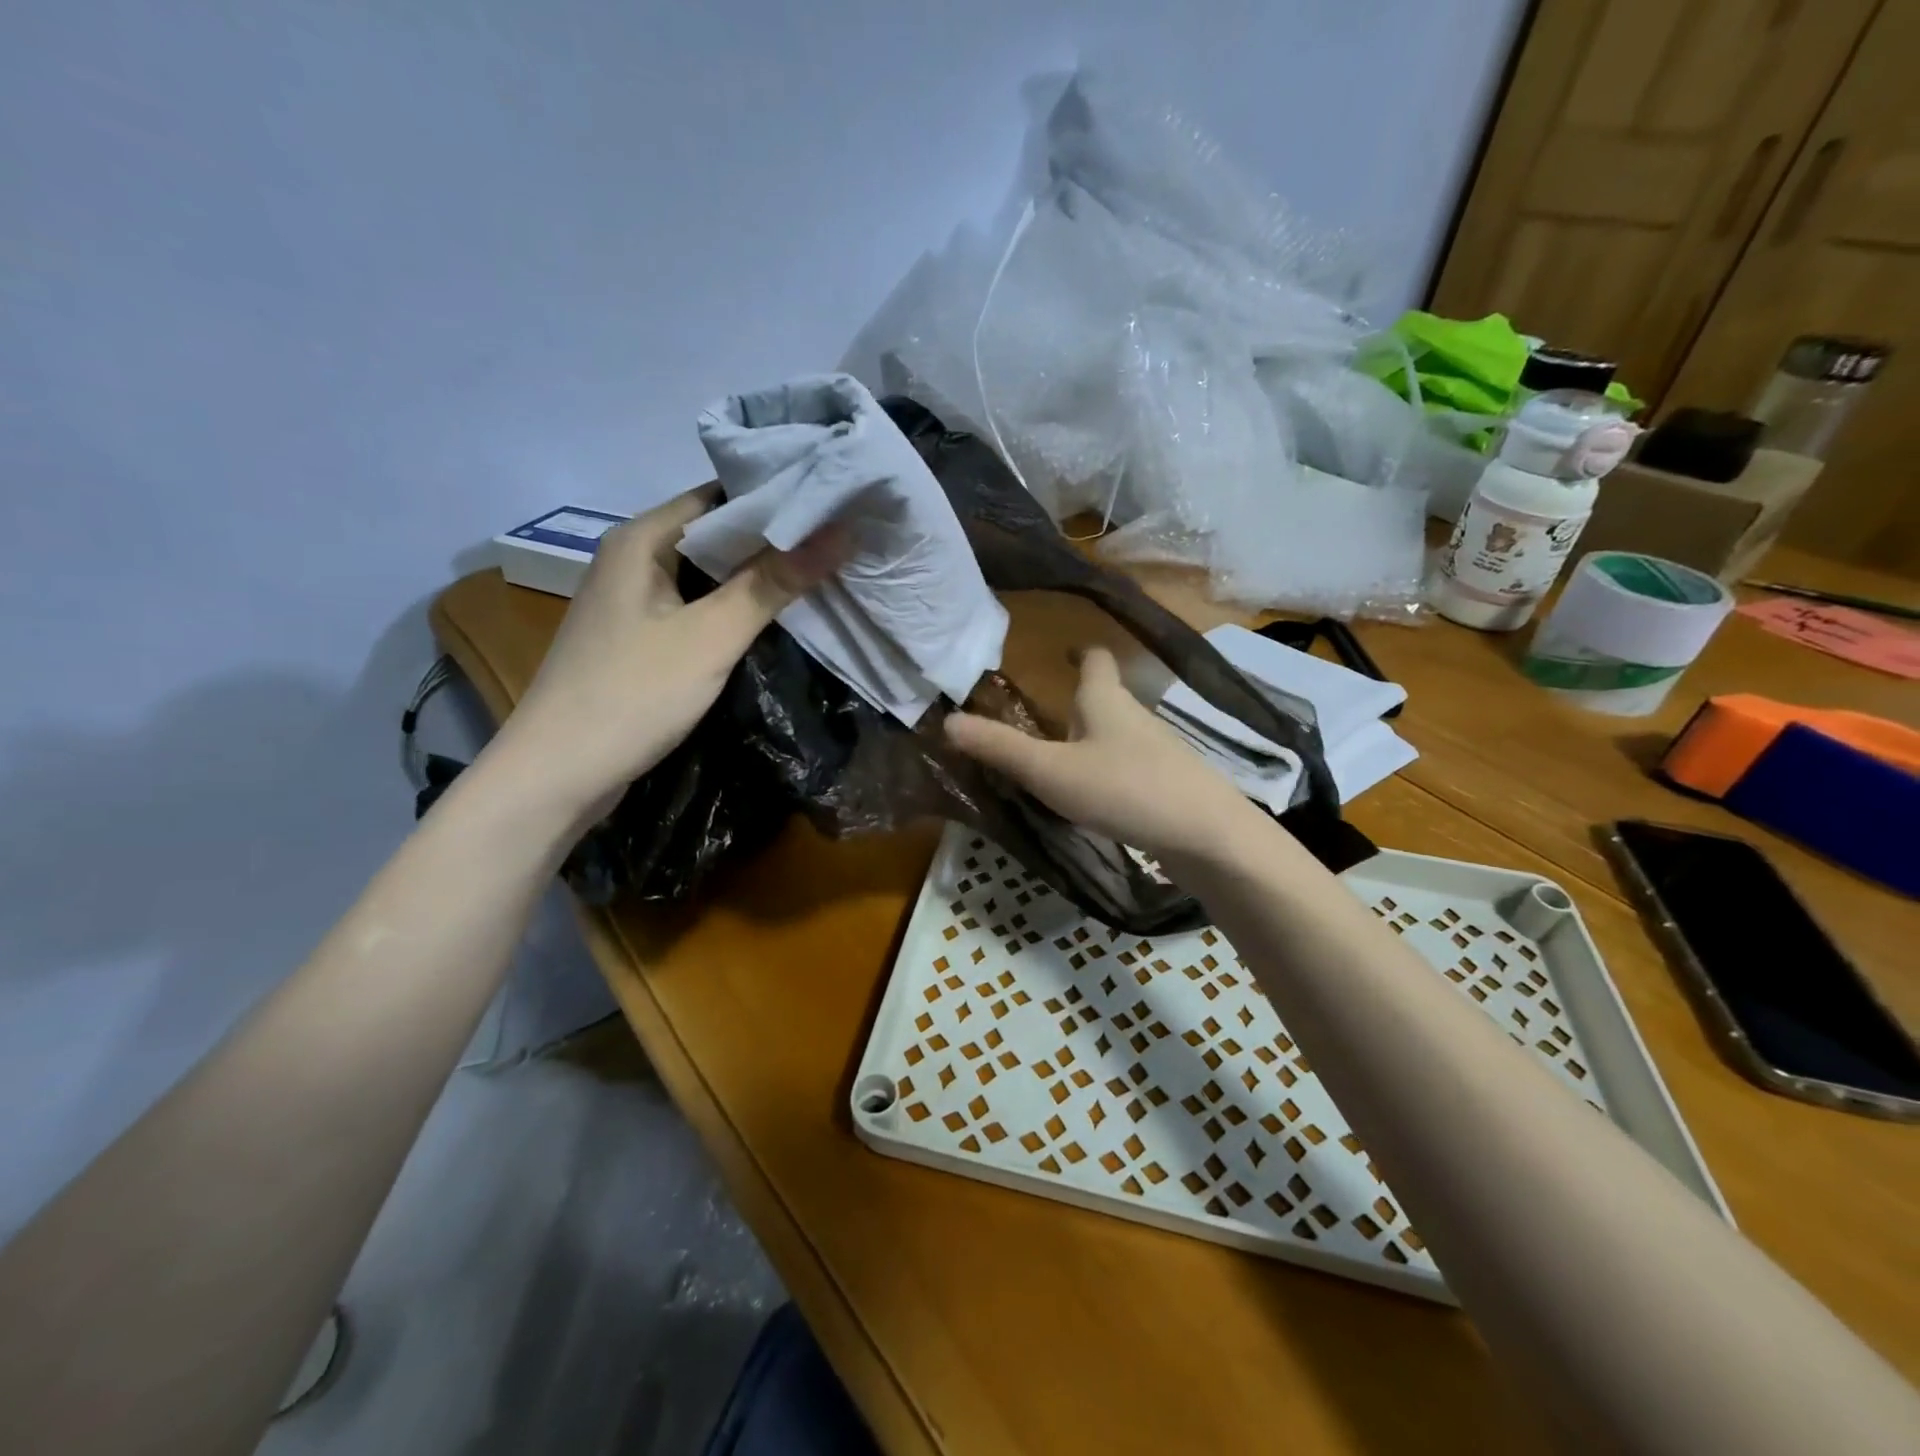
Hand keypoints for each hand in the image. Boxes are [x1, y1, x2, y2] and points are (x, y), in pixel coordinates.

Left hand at [492, 486, 839, 820]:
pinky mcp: (641, 641)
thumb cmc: (632, 694)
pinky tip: (777, 620)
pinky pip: (698, 610)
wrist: (558, 774)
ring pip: (709, 577)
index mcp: (642, 540)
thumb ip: (773, 583)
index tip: (835, 502)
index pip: (720, 496)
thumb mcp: (711, 636)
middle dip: (776, 540)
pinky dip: (736, 610)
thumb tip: (841, 532)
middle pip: (716, 536)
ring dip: (759, 578)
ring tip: (825, 573)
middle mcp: (634, 560)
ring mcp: (635, 603)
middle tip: (842, 540)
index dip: (778, 497)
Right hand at [943, 647, 1263, 866]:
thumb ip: (1000, 748)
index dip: (1079, 653)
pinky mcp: (1168, 784)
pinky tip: (1093, 799)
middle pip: (1104, 699)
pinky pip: (1128, 767)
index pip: (1095, 659)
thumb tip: (947, 721)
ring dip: (1089, 740)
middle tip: (1039, 719)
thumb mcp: (1051, 771)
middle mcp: (1134, 717)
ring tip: (1057, 761)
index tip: (1063, 653)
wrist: (1207, 834)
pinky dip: (1106, 772)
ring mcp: (1156, 751)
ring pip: (1116, 735)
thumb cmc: (1125, 788)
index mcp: (1105, 700)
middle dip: (1075, 704)